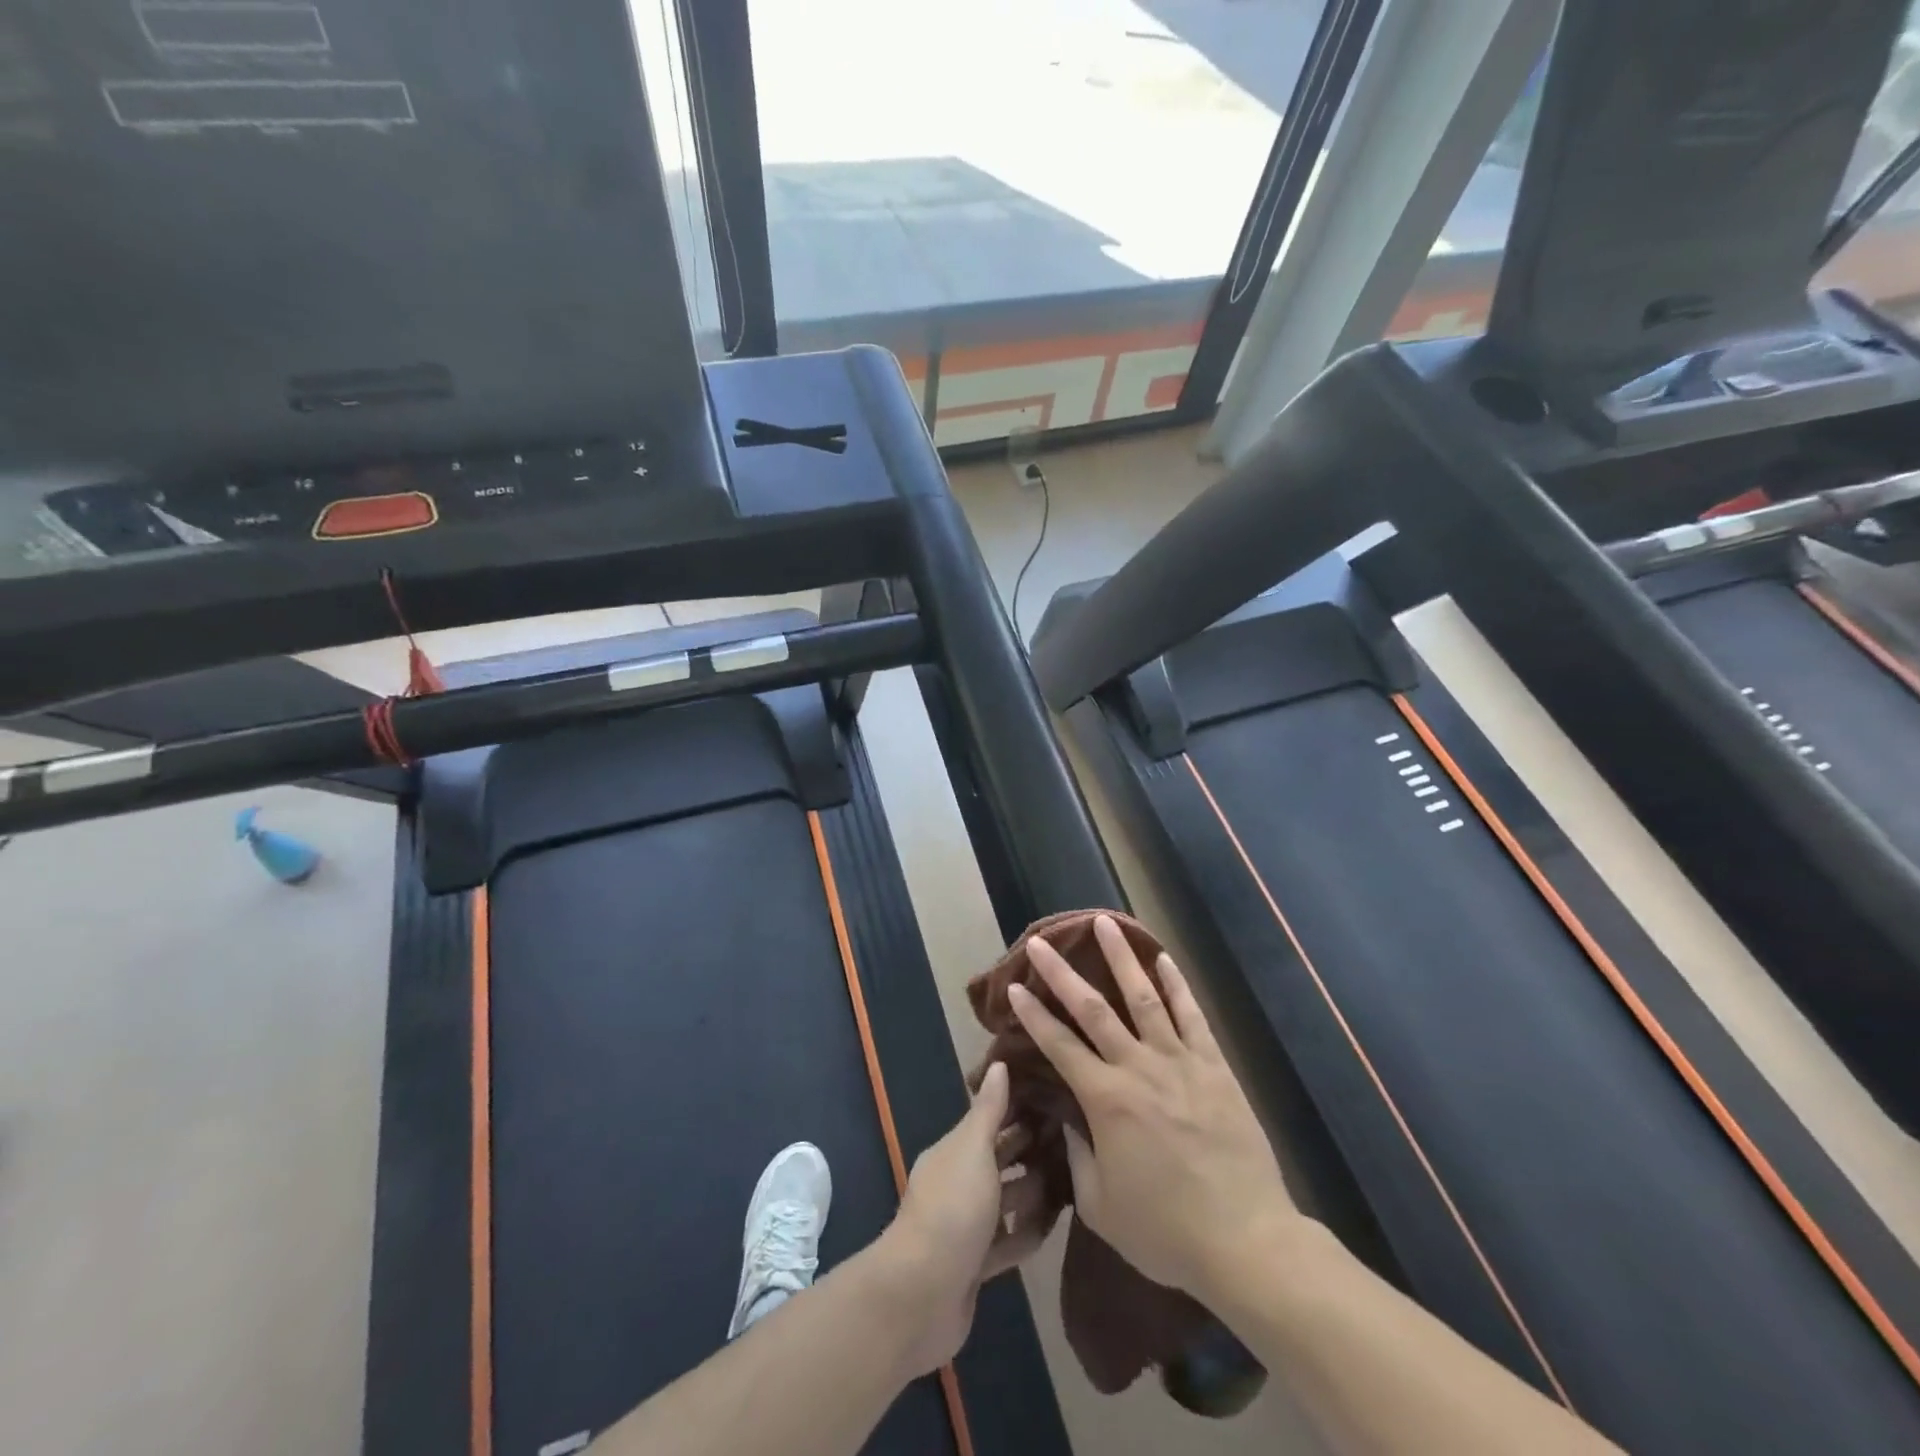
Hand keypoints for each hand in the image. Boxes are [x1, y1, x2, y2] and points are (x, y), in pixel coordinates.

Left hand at [871, 1061, 1046, 1374]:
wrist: (921, 1295)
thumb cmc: (952, 1210)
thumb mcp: (973, 1150)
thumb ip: (989, 1111)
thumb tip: (1000, 1063)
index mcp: (954, 1151)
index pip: (990, 1121)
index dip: (1020, 1109)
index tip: (1057, 1098)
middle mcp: (958, 1182)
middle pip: (1000, 1160)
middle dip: (1032, 1150)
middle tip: (1076, 1139)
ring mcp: (965, 1226)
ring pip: (1005, 1200)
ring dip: (1033, 1192)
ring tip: (1074, 1181)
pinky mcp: (975, 1265)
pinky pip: (1007, 1242)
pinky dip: (1026, 1233)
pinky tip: (1054, 1227)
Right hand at [1009, 916, 1297, 1303]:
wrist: (1246, 1242)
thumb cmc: (1166, 1232)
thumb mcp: (1102, 1207)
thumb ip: (1079, 1156)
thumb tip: (1070, 1119)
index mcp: (1105, 1100)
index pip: (1058, 1045)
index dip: (1033, 1014)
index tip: (1014, 986)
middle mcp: (1138, 1068)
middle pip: (1092, 1009)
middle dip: (1062, 973)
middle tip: (1041, 942)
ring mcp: (1179, 1062)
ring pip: (1143, 997)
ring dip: (1121, 958)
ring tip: (1104, 923)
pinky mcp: (1214, 1067)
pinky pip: (1192, 1016)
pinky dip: (1176, 984)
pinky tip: (1163, 959)